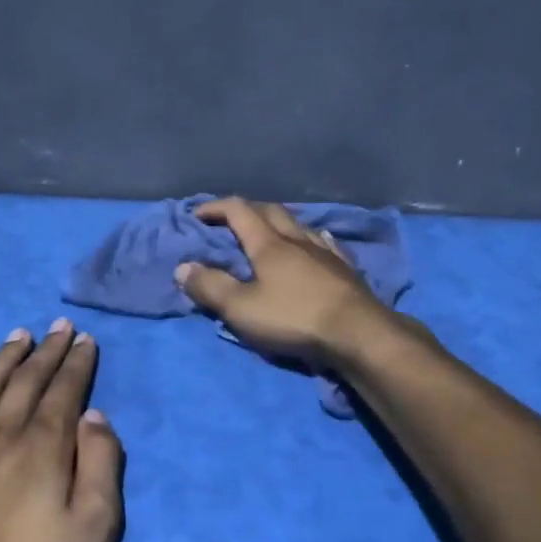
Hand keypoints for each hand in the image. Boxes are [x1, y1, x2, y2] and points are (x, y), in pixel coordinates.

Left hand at [0, 321, 123, 541]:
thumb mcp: (95, 529)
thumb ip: (101, 466)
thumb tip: (94, 416)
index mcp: (44, 448)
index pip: (66, 393)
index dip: (77, 364)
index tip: (84, 339)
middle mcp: (0, 436)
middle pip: (27, 383)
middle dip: (46, 352)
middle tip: (58, 327)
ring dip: (2, 359)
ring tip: (17, 335)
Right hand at [173, 198, 386, 365]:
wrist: (357, 333)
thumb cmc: (293, 318)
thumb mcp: (241, 308)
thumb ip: (211, 287)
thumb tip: (183, 267)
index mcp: (269, 244)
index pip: (239, 211)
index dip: (216, 208)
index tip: (198, 215)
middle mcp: (297, 239)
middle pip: (271, 211)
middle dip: (248, 210)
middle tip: (231, 219)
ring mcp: (325, 252)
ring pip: (299, 225)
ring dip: (279, 222)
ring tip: (270, 231)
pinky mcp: (345, 270)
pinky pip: (324, 243)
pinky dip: (310, 239)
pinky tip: (315, 243)